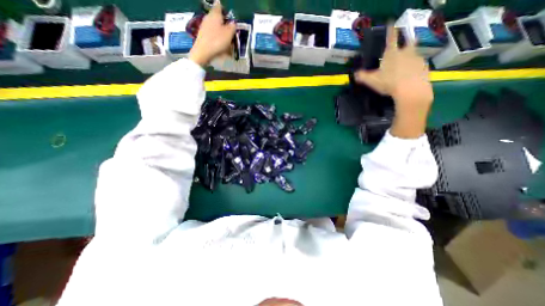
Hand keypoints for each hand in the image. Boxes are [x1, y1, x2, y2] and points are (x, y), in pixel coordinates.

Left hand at [189, 1, 234, 66]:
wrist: (203, 52)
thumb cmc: (217, 40)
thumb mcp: (229, 33)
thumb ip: (233, 26)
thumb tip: (233, 23)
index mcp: (215, 14)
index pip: (219, 6)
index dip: (226, 11)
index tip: (230, 19)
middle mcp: (209, 18)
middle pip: (218, 20)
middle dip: (225, 26)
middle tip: (232, 35)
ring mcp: (205, 27)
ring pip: (216, 30)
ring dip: (223, 36)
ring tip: (229, 45)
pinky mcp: (203, 36)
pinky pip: (214, 37)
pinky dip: (219, 42)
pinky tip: (223, 50)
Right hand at [353, 27, 434, 138]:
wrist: (411, 90)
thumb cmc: (389, 83)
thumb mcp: (372, 81)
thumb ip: (362, 77)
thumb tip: (355, 74)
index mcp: (391, 54)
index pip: (391, 38)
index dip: (390, 30)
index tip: (391, 22)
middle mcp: (406, 52)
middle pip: (409, 41)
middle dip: (407, 40)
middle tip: (405, 44)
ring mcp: (417, 58)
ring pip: (414, 53)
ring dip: (410, 55)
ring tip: (404, 64)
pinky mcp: (424, 66)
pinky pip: (418, 64)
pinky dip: (414, 67)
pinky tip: (409, 75)